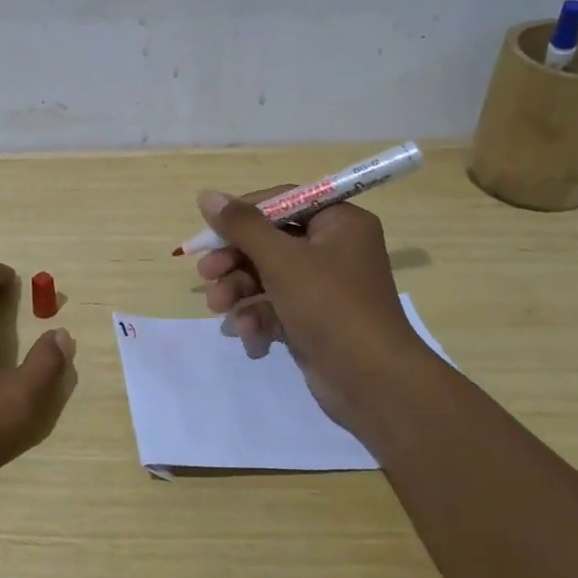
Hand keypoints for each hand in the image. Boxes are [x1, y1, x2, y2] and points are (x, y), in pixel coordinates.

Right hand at [194, 189, 436, 444]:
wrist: (372, 382)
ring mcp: (324, 288)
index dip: (244, 214)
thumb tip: (207, 195)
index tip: (211, 230)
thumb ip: (242, 226)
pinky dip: (259, 319)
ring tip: (218, 308)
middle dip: (235, 260)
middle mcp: (334, 250)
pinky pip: (277, 308)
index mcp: (340, 223)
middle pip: (270, 242)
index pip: (284, 202)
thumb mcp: (282, 260)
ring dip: (239, 291)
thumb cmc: (330, 306)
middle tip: (205, 273)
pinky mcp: (314, 321)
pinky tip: (249, 336)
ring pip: (268, 277)